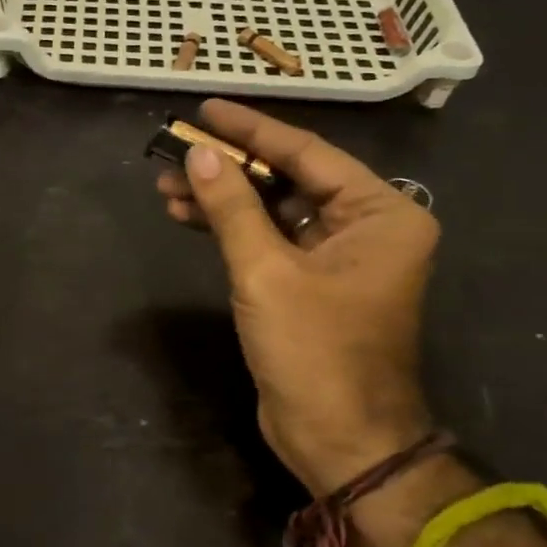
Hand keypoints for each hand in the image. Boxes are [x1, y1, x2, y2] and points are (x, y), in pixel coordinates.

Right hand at [156, 100, 437, 494]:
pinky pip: (266, 237)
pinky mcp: (308, 281)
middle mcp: (365, 226)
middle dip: (228, 166)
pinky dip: (228, 227)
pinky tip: (187, 214)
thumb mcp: (266, 272)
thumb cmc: (314, 351)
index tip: (206, 108)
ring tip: (166, 184)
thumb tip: (197, 153)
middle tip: (174, 147)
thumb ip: (232, 207)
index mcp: (380, 214)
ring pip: (271, 208)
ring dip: (221, 197)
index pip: (306, 153)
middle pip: (287, 177)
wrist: (338, 439)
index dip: (251, 129)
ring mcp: (336, 255)